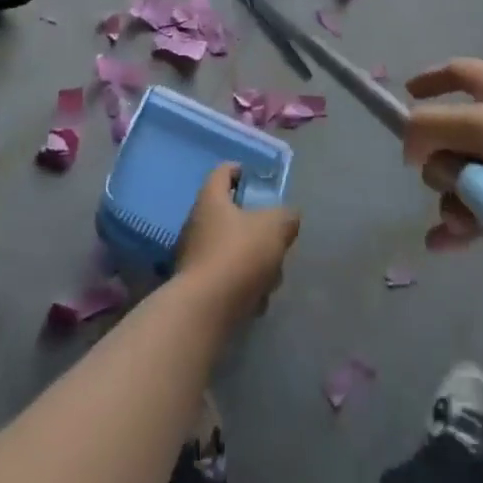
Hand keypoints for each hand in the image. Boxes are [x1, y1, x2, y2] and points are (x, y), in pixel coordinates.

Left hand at [175, 163, 300, 324]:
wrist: (205, 311)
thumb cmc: (239, 255)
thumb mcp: (275, 227)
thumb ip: (286, 216)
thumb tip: (288, 217)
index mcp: (211, 199)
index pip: (223, 171)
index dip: (242, 171)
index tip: (260, 181)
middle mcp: (197, 223)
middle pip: (231, 214)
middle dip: (257, 228)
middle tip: (275, 238)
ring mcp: (194, 256)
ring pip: (233, 248)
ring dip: (254, 261)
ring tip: (270, 278)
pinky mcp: (197, 286)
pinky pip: (226, 277)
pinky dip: (243, 286)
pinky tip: (256, 301)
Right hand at [403, 58, 482, 250]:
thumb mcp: (480, 125)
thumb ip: (432, 126)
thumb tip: (409, 144)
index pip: (457, 74)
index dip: (430, 82)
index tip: (405, 97)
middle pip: (451, 133)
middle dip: (438, 159)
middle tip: (448, 176)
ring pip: (462, 176)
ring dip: (452, 197)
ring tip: (461, 220)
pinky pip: (479, 209)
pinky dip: (460, 223)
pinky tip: (442, 243)